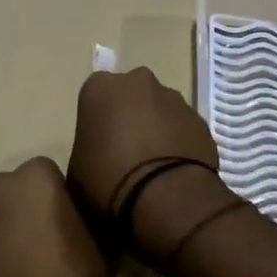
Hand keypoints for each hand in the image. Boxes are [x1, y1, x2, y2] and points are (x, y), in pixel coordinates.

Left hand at [0, 157, 107, 276]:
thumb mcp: (97, 253)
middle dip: (23, 210)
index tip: (65, 227)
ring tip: (14, 271)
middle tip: (39, 246)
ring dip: (0, 233)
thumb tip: (81, 225)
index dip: (57, 199)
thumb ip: (86, 225)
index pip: (48, 174)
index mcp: (34, 177)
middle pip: (13, 191)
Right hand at [68, 68, 225, 258]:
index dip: (97, 120)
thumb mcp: (76, 170)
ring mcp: (173, 97)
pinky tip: (174, 170)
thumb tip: (96, 154)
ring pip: (160, 108)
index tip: (98, 144)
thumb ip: (86, 148)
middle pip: (131, 94)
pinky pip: (182, 127)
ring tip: (153, 164)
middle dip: (129, 114)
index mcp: (101, 87)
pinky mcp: (199, 118)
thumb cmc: (108, 178)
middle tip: (125, 150)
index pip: (95, 95)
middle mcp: (138, 81)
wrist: (164, 194)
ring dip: (156, 127)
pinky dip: (178, 141)